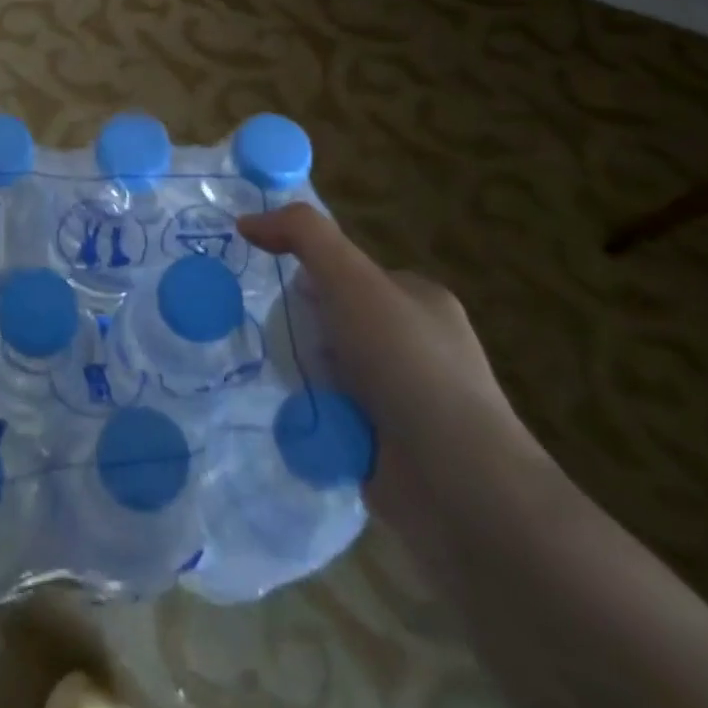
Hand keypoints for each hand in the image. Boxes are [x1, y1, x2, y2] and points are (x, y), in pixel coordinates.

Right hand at [237, 204, 547, 540]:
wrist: (459, 486)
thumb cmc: (408, 365)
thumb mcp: (352, 280)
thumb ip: (303, 236)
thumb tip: (247, 221)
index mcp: (419, 300)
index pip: (349, 273)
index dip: (312, 278)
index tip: (284, 296)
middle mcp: (417, 345)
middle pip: (334, 321)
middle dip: (305, 332)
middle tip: (280, 342)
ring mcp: (406, 399)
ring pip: (330, 370)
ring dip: (304, 375)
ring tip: (282, 383)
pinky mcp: (389, 447)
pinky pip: (332, 415)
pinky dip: (312, 416)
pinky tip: (295, 419)